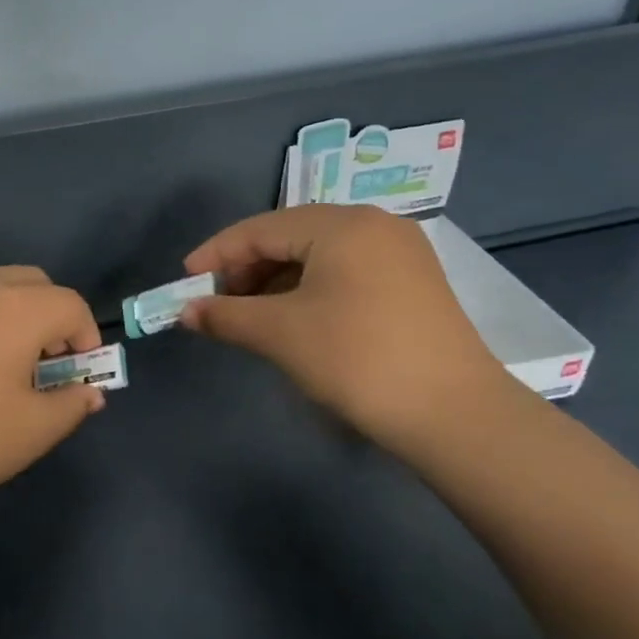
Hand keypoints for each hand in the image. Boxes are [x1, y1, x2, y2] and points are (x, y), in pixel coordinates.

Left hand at [0, 266, 105, 525]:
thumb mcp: (31, 432)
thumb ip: (71, 404)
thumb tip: (89, 390)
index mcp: (17, 309)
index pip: (70, 304)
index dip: (86, 335)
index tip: (78, 370)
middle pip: (31, 282)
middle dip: (49, 314)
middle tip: (41, 361)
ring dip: (7, 314)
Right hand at [180, 205, 513, 454]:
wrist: (454, 414)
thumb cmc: (356, 359)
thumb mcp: (280, 334)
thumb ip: (225, 315)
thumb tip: (186, 312)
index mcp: (341, 224)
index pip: (260, 228)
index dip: (216, 254)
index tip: (185, 282)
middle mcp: (373, 225)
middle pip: (290, 236)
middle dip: (246, 268)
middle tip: (217, 303)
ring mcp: (399, 252)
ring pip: (318, 255)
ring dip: (276, 281)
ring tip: (251, 315)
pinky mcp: (413, 283)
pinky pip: (345, 272)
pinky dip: (309, 290)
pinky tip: (294, 319)